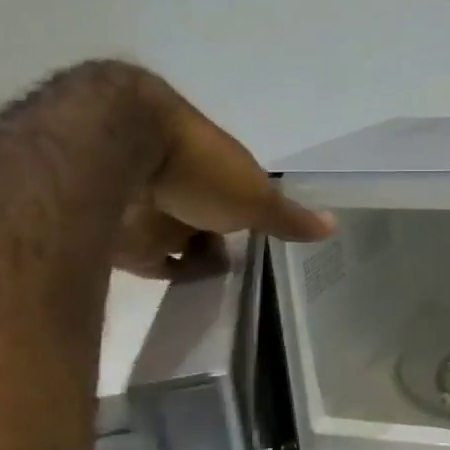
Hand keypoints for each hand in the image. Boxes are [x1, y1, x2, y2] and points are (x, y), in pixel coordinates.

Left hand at [114, 74, 334, 276]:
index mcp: (216, 166)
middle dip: (223, 241)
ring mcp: (152, 210)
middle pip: (207, 218)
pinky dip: (173, 277)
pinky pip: (153, 264)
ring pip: (179, 241)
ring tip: (226, 288)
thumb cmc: (197, 168)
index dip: (252, 215)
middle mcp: (184, 185)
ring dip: (199, 261)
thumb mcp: (254, 196)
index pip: (238, 193)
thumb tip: (334, 224)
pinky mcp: (125, 237)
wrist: (115, 156)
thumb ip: (288, 216)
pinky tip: (196, 294)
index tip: (266, 240)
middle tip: (247, 272)